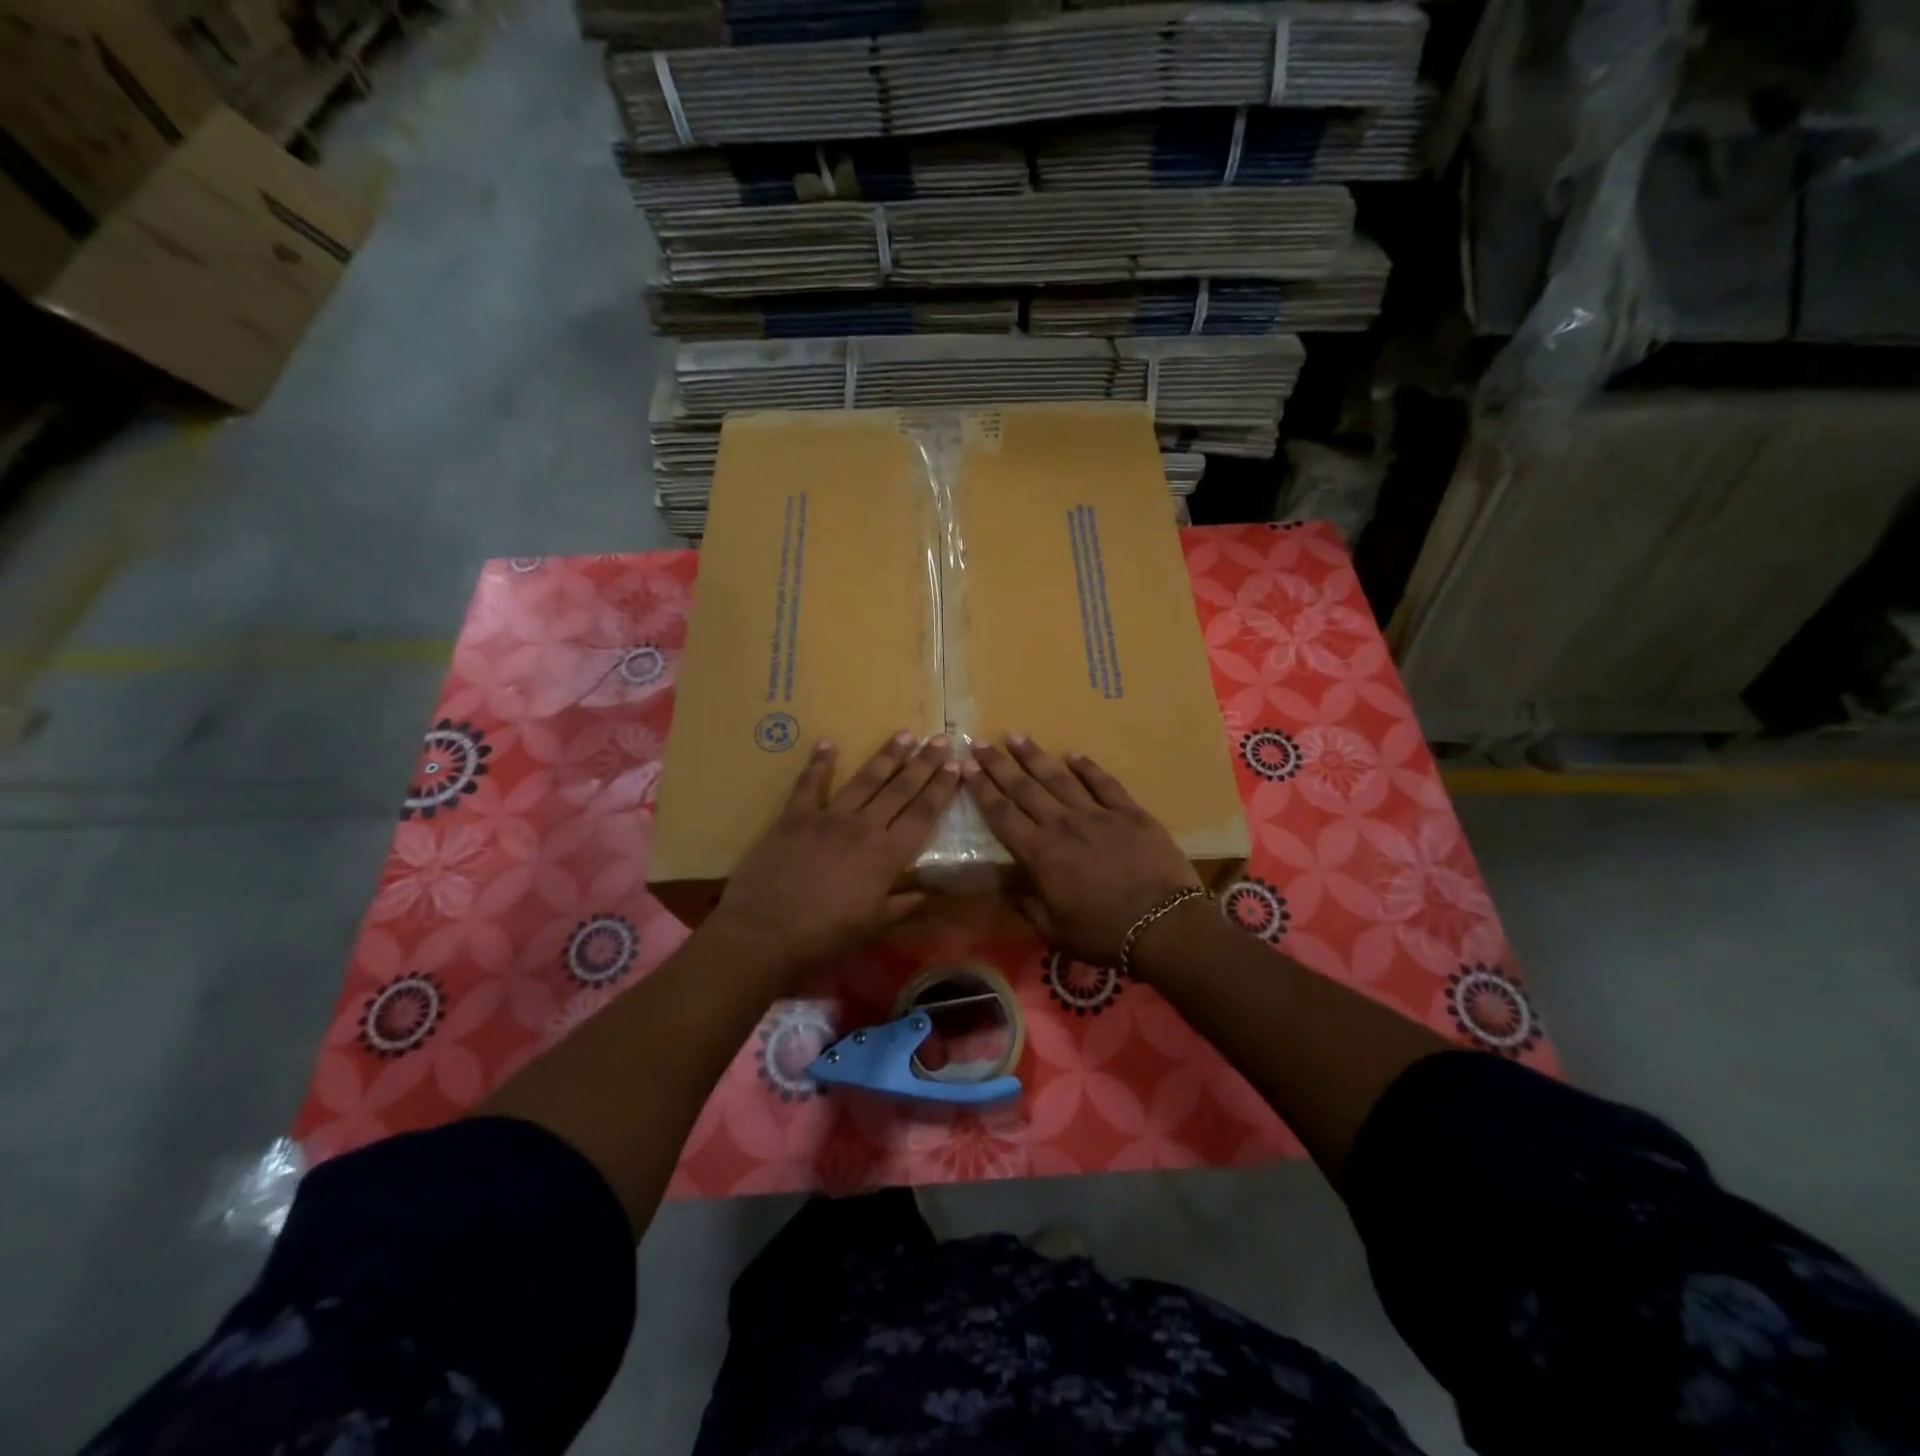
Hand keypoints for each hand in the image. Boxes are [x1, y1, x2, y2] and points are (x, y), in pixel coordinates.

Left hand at [710, 732, 961, 974]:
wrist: (765, 934)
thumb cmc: (824, 936)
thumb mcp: (872, 927)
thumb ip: (900, 906)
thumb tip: (925, 894)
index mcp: (886, 855)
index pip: (923, 814)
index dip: (942, 789)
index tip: (956, 766)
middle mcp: (863, 827)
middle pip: (900, 789)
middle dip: (924, 763)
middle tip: (941, 739)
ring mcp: (828, 818)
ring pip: (864, 780)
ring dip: (887, 756)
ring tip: (905, 734)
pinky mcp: (794, 817)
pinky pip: (809, 784)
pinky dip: (818, 763)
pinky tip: (827, 743)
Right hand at [963, 734, 1199, 966]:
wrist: (1165, 926)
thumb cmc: (1104, 934)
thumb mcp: (1054, 932)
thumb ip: (1028, 905)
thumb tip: (1009, 886)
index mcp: (1041, 854)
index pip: (1002, 815)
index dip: (981, 790)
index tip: (966, 768)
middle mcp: (1063, 825)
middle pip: (1024, 788)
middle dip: (998, 764)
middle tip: (979, 742)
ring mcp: (1098, 815)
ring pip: (1060, 778)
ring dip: (1035, 756)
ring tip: (1016, 736)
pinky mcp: (1130, 813)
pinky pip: (1104, 783)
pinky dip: (1088, 767)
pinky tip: (1074, 755)